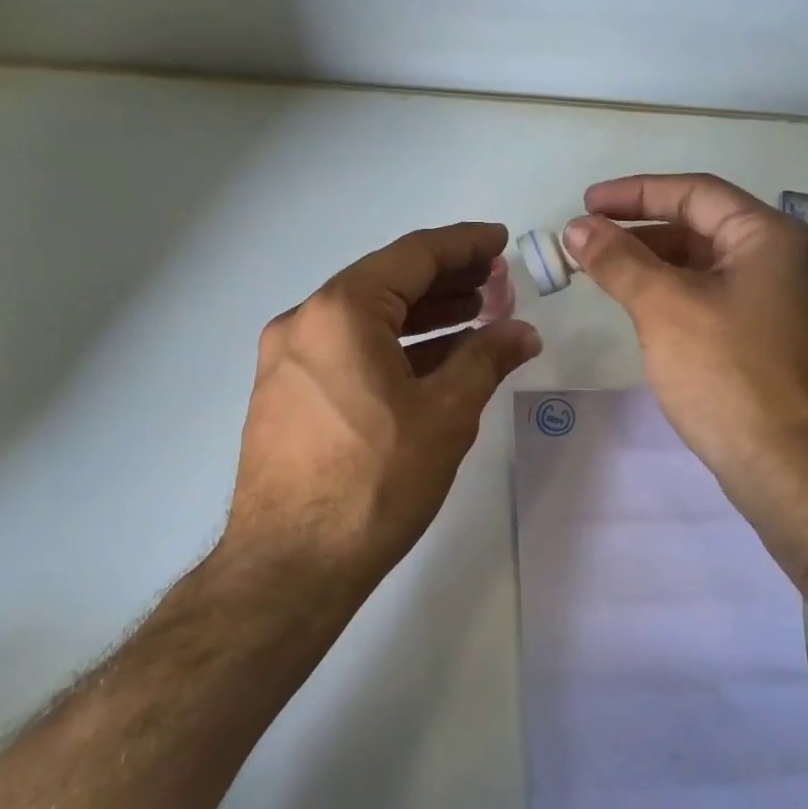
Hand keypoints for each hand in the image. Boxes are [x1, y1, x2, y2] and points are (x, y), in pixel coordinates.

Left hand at [217, 222, 540, 602]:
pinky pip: (347, 352)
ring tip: (474, 318)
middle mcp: (304, 322)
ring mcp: (287, 360)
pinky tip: (432, 362)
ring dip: (421, 316)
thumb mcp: (445, 415)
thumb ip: (486, 359)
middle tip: (497, 285)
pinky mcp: (284, 395)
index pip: (413, 256)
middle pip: (386, 283)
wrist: (290, 565)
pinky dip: (392, 349)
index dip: (465, 245)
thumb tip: (522, 331)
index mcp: (341, 311)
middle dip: (447, 281)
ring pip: (366, 320)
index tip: (501, 243)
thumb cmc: (375, 482)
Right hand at [563, 174, 807, 511]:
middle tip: (587, 243)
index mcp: (768, 237)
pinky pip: (714, 301)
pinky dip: (674, 296)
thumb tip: (577, 228)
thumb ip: (619, 261)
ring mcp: (780, 304)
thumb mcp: (664, 308)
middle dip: (640, 231)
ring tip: (605, 275)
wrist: (789, 467)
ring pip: (705, 267)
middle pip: (701, 227)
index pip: (694, 193)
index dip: (634, 193)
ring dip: (654, 265)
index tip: (585, 204)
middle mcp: (782, 261)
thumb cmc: (728, 374)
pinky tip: (643, 312)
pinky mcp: (770, 342)